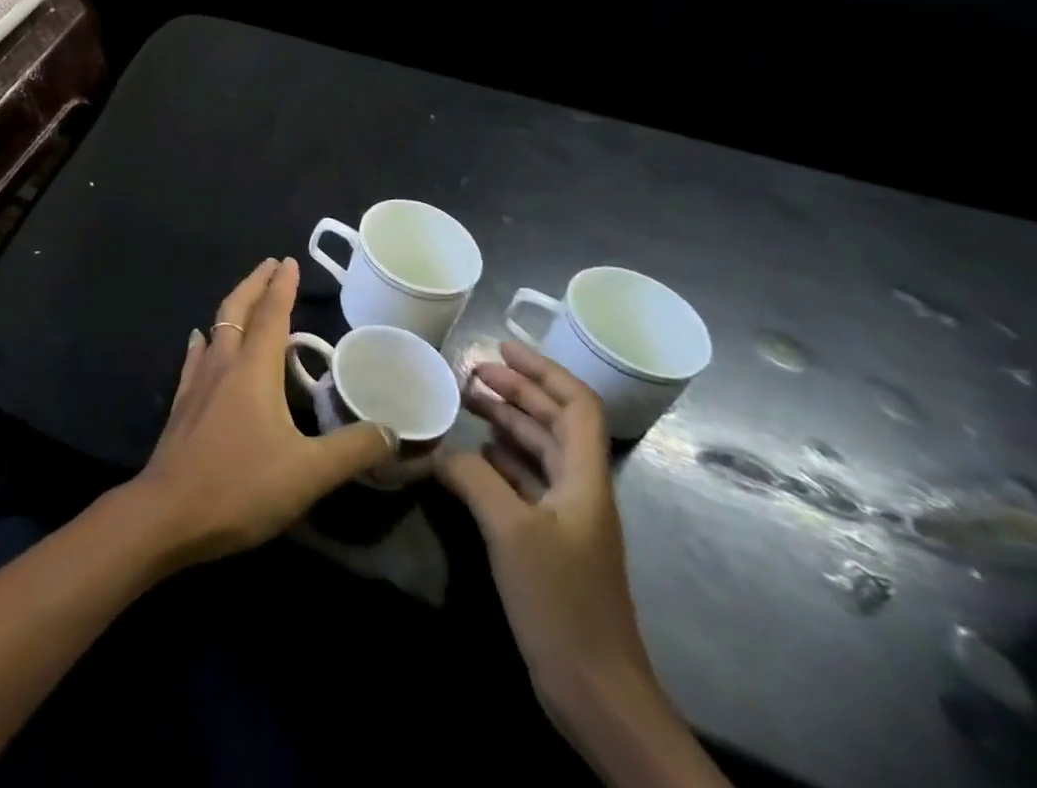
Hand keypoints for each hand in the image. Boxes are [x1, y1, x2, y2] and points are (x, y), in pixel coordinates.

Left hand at [127, 258, 394, 567]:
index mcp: (253, 369)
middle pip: (237, 310)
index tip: (289, 261)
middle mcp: (223, 364)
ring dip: (233, 308)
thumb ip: (352, 450)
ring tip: (244, 299)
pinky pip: (196, 357)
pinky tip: (201, 340)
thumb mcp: (309, 473)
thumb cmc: (241, 486)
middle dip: (254, 284)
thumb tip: (392, 430)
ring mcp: (198, 382)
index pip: (271, 314)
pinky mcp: (183, 403)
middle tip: (269, 265)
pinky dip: (205, 341)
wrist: (169, 511)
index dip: (282, 286)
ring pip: (216, 329)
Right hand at [437, 341, 654, 719]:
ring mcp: (564, 518)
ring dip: (504, 421)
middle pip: (553, 423)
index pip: (575, 406)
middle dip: (516, 391)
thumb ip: (473, 477)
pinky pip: (522, 481)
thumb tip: (440, 450)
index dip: (542, 372)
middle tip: (469, 371)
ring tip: (463, 402)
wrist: (595, 689)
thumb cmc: (561, 601)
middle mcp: (579, 490)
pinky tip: (470, 454)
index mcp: (585, 480)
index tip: (500, 347)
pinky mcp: (547, 541)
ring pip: (536, 450)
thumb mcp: (511, 530)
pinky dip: (497, 458)